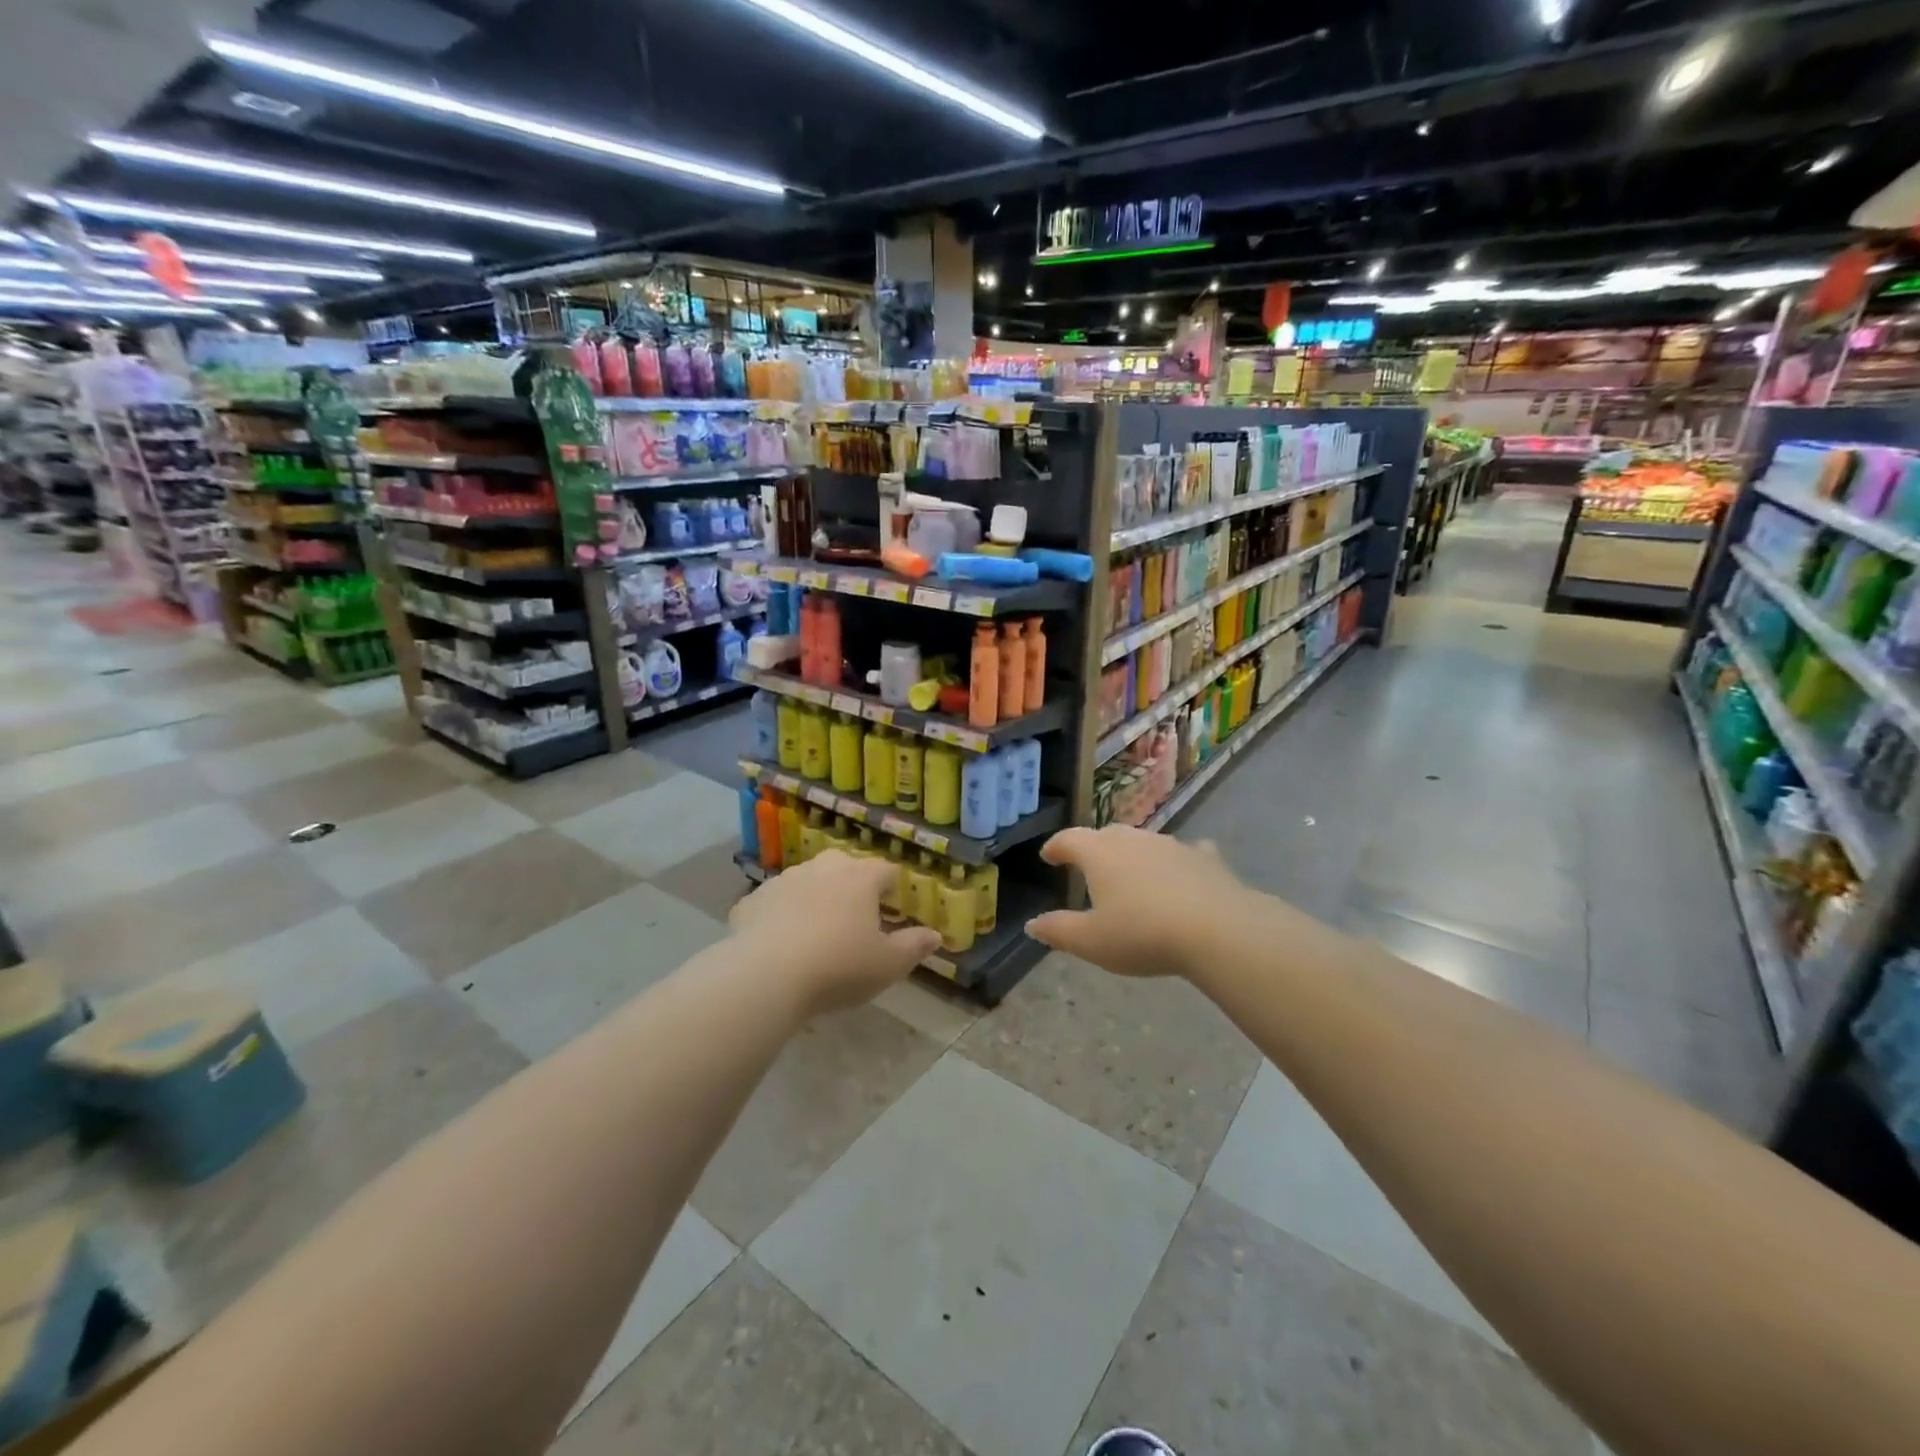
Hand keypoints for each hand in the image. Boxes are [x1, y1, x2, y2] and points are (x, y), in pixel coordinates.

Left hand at [730, 851, 941, 1014]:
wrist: (765, 977)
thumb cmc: (838, 967)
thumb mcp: (887, 965)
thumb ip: (914, 947)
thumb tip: (935, 936)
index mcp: (860, 878)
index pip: (885, 870)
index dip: (892, 887)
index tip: (892, 907)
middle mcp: (823, 869)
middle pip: (844, 866)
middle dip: (852, 885)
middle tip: (855, 917)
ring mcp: (784, 880)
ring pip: (807, 881)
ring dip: (815, 897)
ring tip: (815, 930)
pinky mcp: (752, 900)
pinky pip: (774, 902)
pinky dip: (780, 915)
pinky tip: (779, 942)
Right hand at [1026, 826, 1252, 979]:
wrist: (1217, 929)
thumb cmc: (1142, 934)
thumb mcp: (1092, 942)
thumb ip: (1059, 931)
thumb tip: (1032, 924)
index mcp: (1099, 854)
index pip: (1069, 840)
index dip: (1056, 847)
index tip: (1049, 856)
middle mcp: (1133, 839)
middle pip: (1107, 835)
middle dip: (1094, 848)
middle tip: (1088, 866)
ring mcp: (1172, 844)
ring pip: (1144, 842)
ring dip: (1134, 854)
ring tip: (1132, 874)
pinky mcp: (1205, 858)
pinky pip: (1186, 853)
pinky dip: (1177, 861)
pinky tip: (1183, 871)